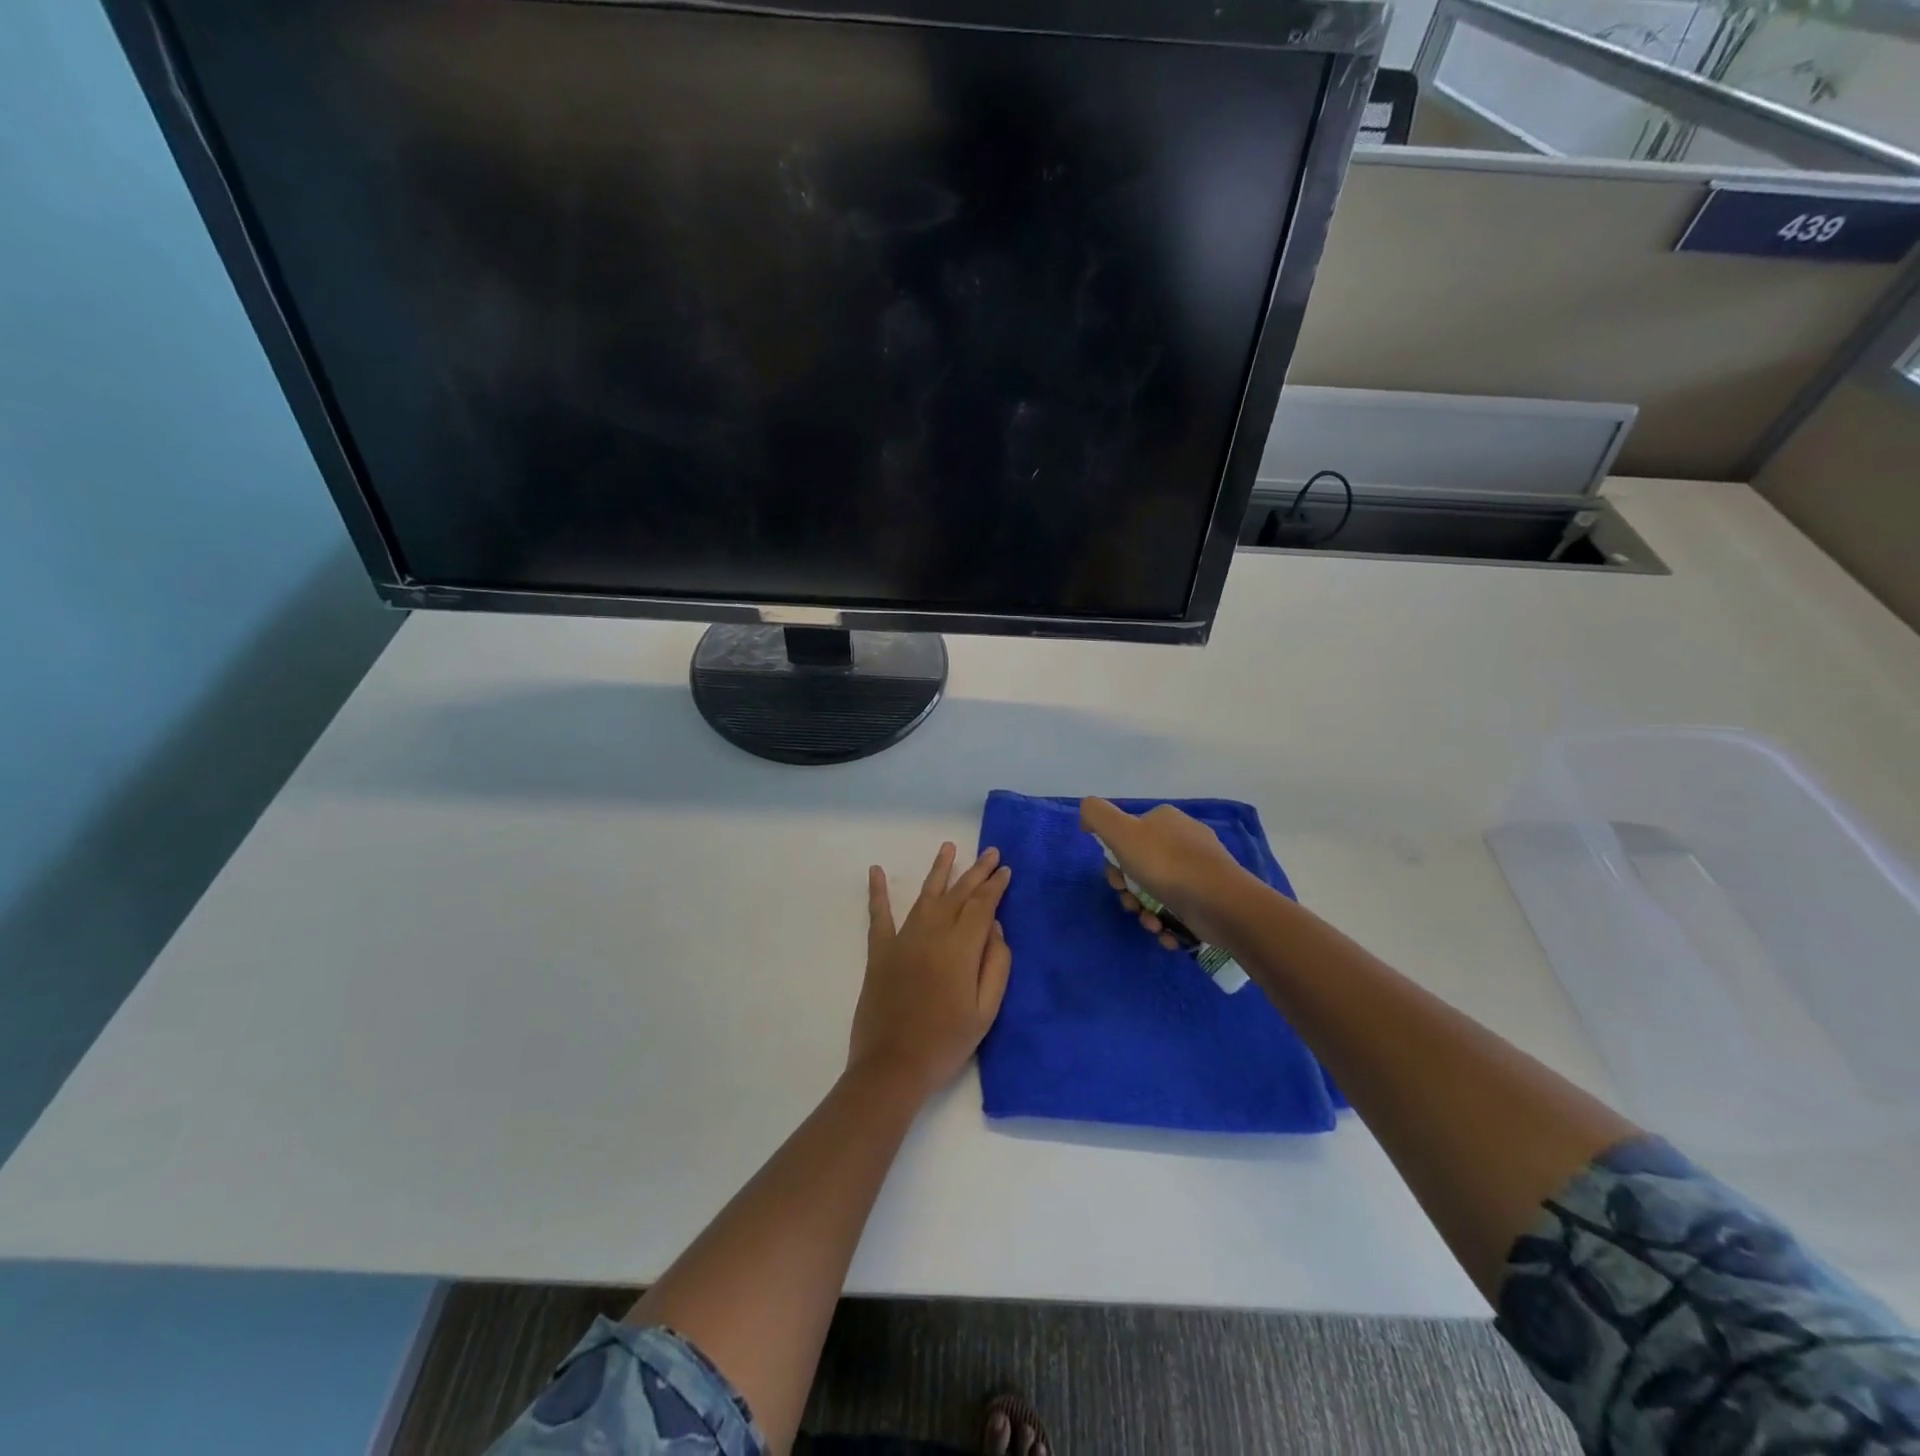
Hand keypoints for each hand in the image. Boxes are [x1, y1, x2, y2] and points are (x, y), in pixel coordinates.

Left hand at [850, 843, 1012, 1100]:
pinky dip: (878, 892)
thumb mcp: (986, 1011)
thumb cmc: (946, 1043)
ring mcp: (903, 940)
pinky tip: (876, 871)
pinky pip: (879, 915)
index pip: (982, 906)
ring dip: (939, 870)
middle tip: (990, 852)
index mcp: (960, 948)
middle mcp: (932, 934)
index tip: (1005, 869)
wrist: (893, 1066)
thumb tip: (995, 927)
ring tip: (949, 847)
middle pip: (958, 894)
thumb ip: (996, 965)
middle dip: (976, 872)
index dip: (995, 886)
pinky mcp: (880, 951)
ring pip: (925, 895)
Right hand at [1080, 798, 1256, 948]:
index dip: (1114, 862)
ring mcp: (1200, 868)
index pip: (1126, 836)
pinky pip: (1179, 908)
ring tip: (1152, 924)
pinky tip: (1167, 933)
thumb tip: (1086, 811)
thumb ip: (1097, 815)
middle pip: (1140, 866)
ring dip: (1146, 911)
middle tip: (1131, 904)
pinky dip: (1168, 923)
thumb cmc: (1167, 866)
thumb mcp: (1122, 832)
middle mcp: (1183, 839)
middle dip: (1130, 891)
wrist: (1223, 905)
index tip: (1116, 881)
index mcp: (1164, 819)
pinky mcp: (1211, 896)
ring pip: (1157, 891)